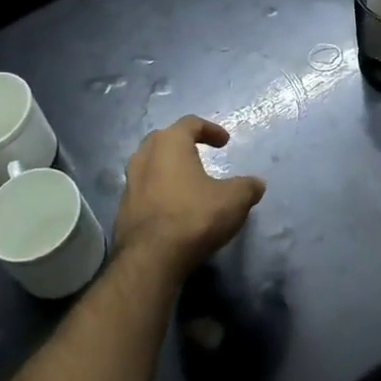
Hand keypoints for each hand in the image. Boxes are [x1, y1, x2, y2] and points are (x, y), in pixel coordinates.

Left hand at [115, 117, 265, 280]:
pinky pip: (144, 189)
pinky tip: (172, 206)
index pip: (190, 123)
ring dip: (168, 167)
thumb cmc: (194, 217)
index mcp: (170, 143)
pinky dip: (159, 190)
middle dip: (183, 143)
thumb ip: (247, 187)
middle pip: (164, 139)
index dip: (210, 129)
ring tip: (186, 180)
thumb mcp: (233, 200)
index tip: (225, 142)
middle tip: (200, 152)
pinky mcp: (124, 207)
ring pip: (149, 163)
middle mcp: (145, 156)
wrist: (151, 258)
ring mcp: (130, 182)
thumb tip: (257, 183)